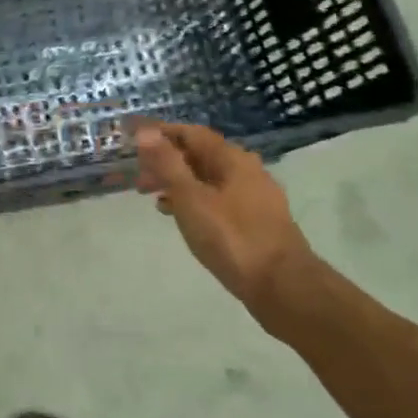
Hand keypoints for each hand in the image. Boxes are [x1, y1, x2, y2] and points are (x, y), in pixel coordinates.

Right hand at [134, 123, 314, 321]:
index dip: (161, 134)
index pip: (191, 132)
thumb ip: (167, 163)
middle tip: (140, 179)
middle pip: (200, 155)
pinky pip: (218, 198)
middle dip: (167, 162)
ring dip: (179, 182)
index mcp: (232, 159)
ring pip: (208, 178)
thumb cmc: (231, 237)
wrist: (283, 286)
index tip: (134, 142)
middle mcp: (246, 170)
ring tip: (154, 198)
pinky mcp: (256, 220)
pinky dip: (195, 200)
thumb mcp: (190, 198)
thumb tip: (146, 131)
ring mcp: (255, 196)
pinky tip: (182, 217)